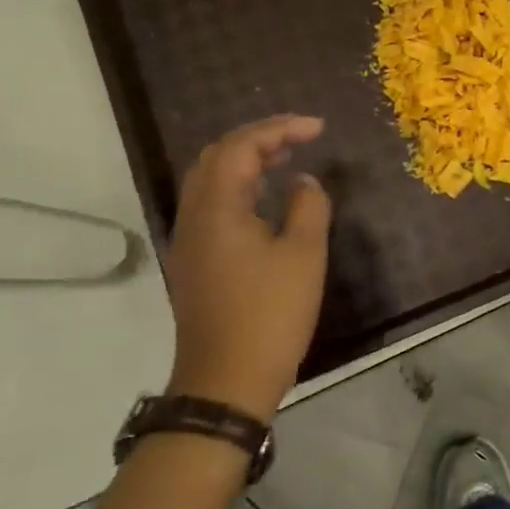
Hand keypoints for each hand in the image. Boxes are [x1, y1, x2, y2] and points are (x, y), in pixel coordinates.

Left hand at [165, 114, 331, 418]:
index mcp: (217, 208)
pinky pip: (215, 206)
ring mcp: (191, 241)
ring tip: (288, 159)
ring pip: (212, 182)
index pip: (240, 147)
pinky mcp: (197, 262)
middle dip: (259, 139)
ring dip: (248, 162)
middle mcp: (194, 216)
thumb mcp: (303, 255)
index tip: (318, 128)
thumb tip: (304, 182)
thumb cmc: (270, 314)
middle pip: (217, 158)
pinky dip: (242, 188)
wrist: (226, 380)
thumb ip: (307, 207)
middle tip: (301, 138)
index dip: (279, 129)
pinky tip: (268, 201)